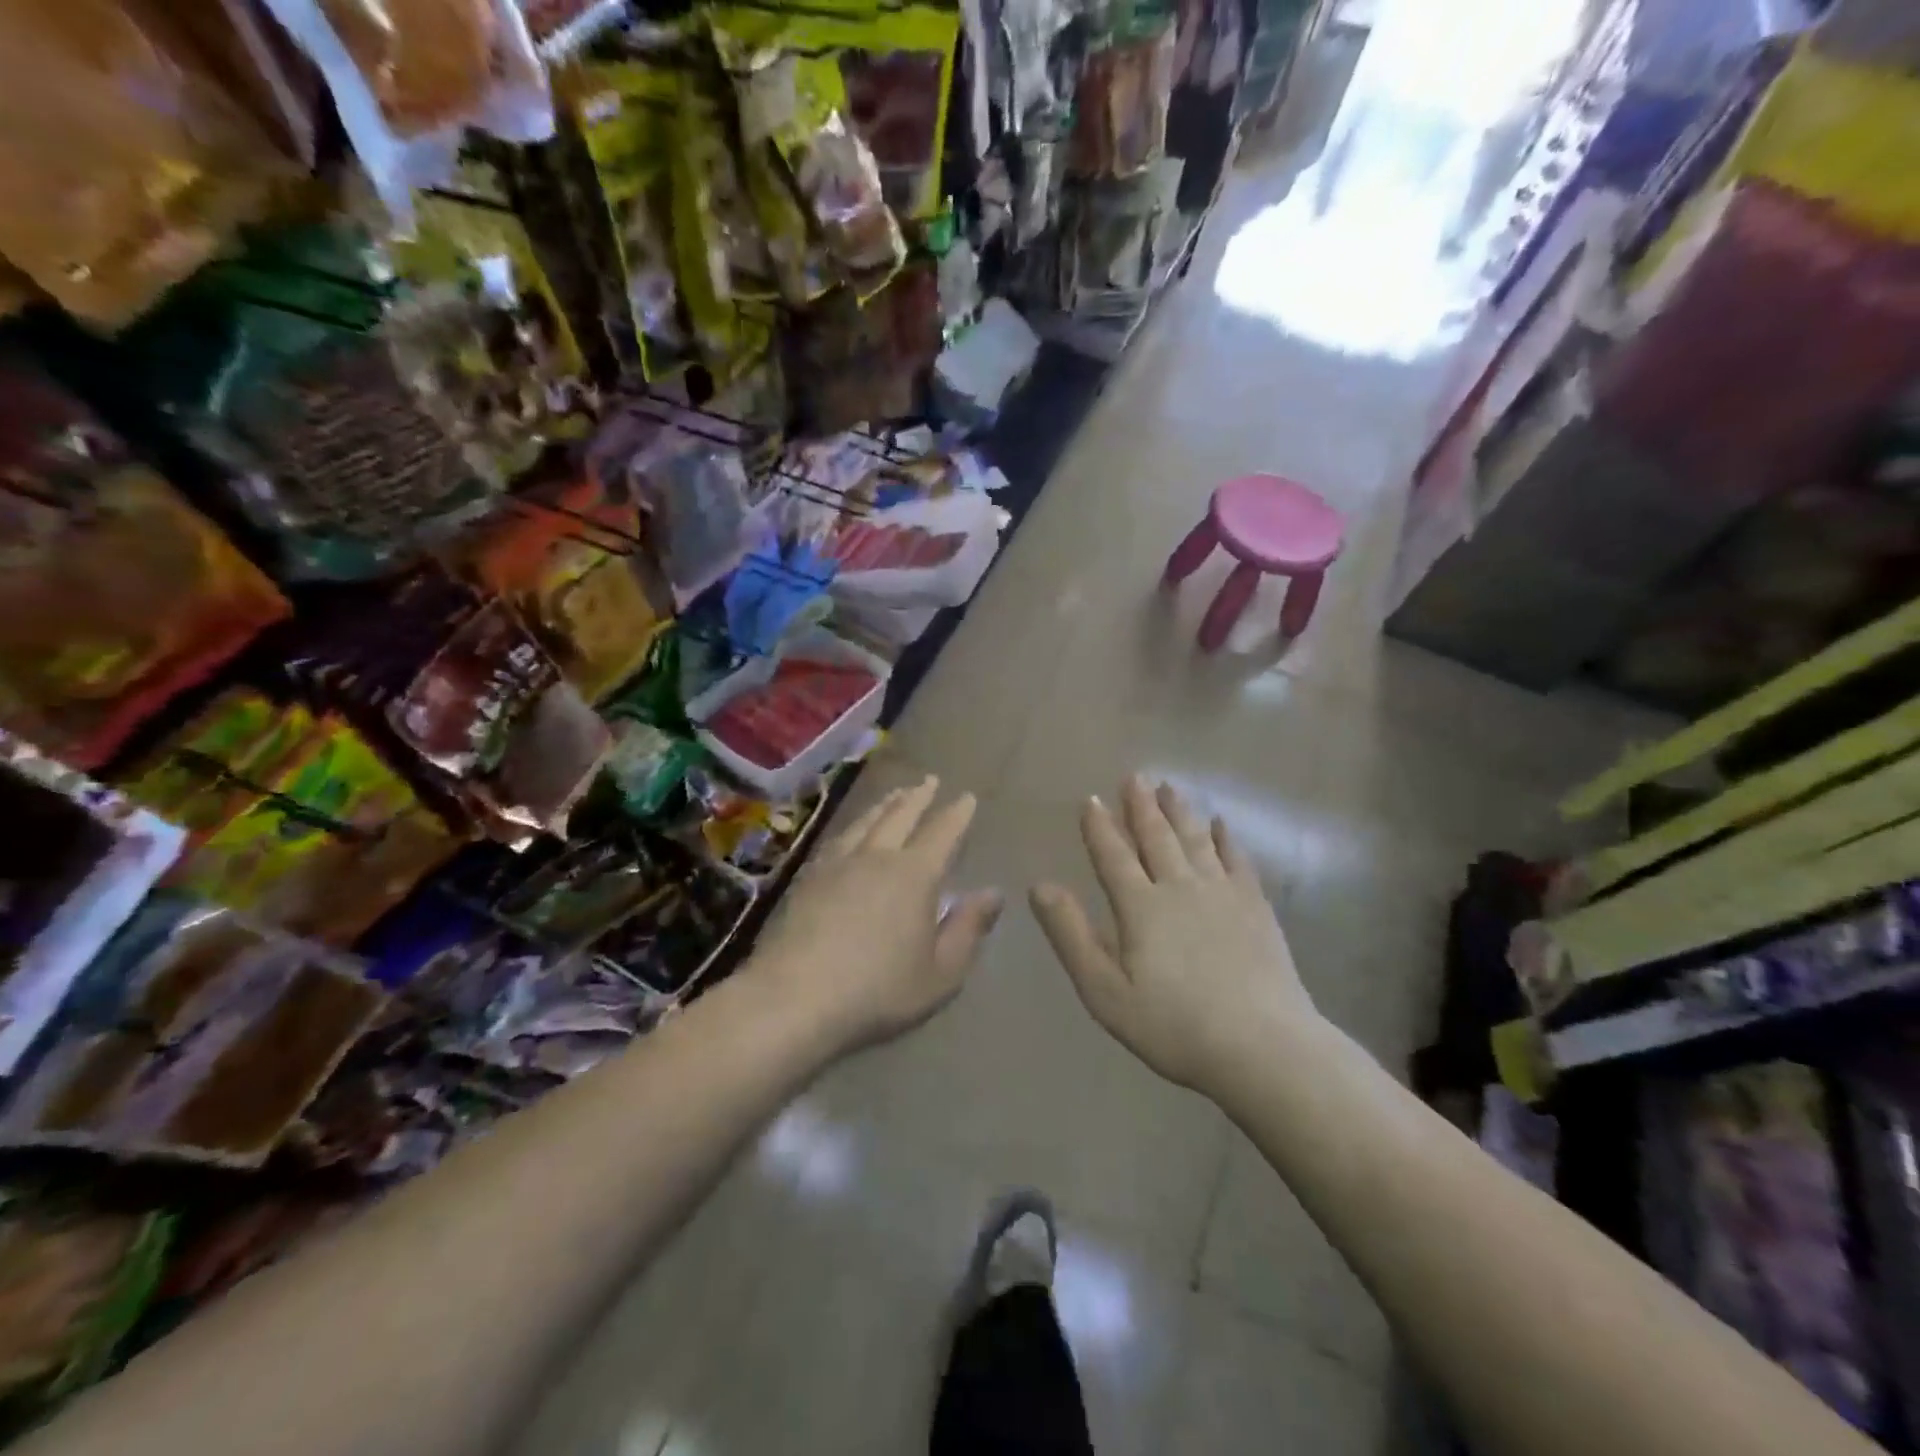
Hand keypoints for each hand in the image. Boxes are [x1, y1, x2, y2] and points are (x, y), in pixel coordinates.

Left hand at [752, 775, 1002, 1053]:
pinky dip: (853, 826)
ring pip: (865, 822)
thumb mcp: (941, 972)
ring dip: (884, 805)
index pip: (941, 834)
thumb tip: (993, 893)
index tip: (967, 797)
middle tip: (929, 780)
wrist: (793, 999)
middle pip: (900, 816)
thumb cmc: (878, 991)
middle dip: (918, 797)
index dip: (957, 815)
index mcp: (914, 875)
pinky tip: (850, 832)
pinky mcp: (806, 878)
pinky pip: (837, 838)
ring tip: (894, 795)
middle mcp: (876, 857)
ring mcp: (836, 864)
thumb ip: (968, 929)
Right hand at [1030, 776, 1322, 1099]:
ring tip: (1169, 787)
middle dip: (1142, 806)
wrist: (1262, 1046)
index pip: (1113, 856)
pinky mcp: (1256, 906)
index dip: (1100, 828)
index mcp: (1140, 907)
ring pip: (1196, 840)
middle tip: (1135, 776)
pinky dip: (1226, 838)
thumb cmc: (1173, 1025)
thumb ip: (1070, 935)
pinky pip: (1237, 859)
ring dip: (1179, 812)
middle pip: (1157, 837)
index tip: (1090, 799)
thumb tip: (1039, 886)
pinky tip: (1222, 824)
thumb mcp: (1105, 990)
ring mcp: (1222, 893)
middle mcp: (1180, 887)